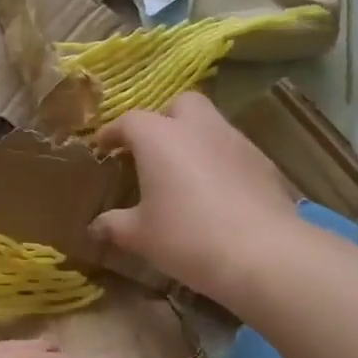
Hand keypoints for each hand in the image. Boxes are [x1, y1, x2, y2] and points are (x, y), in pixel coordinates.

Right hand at [90, 91, 300, 301]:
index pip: (129, 121)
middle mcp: (198, 127)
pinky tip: (216, 192)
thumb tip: (95, 227)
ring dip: (194, 139)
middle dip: (164, 119)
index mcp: (159, 137)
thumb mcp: (140, 235)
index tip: (103, 146)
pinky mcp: (263, 161)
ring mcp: (235, 140)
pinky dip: (220, 161)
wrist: (262, 252)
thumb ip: (114, 225)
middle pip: (179, 104)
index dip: (113, 132)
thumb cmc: (187, 237)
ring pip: (210, 125)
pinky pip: (233, 150)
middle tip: (152, 150)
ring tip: (184, 173)